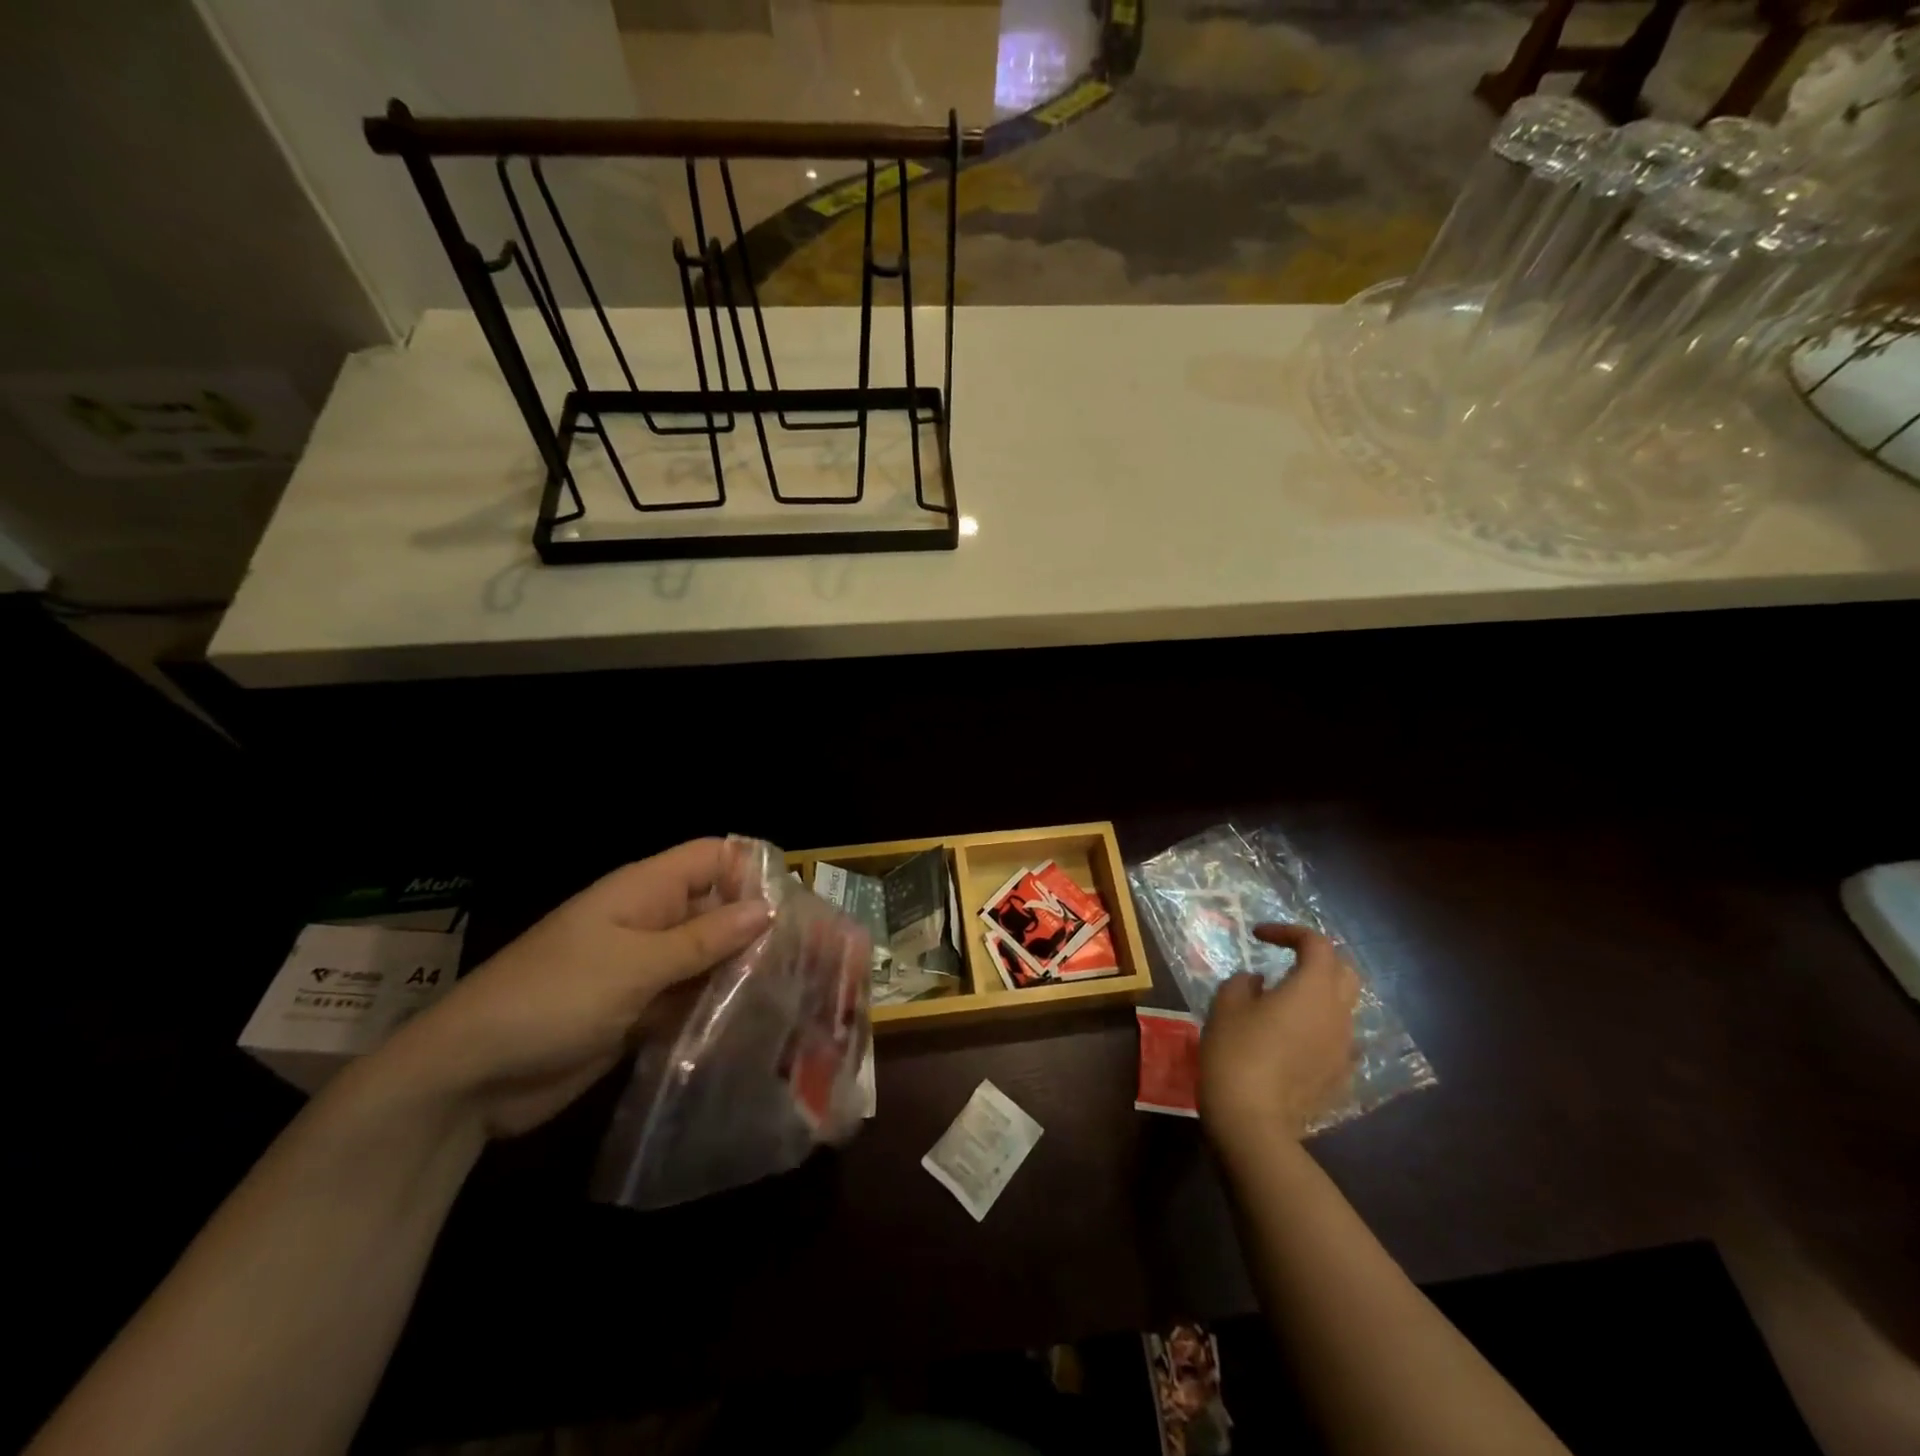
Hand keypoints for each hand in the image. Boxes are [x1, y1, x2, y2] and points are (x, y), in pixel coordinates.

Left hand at [368, 839, 773, 1138]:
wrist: (470, 1078)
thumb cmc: (552, 999)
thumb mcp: (633, 964)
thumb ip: (703, 939)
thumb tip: (767, 909)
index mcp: (644, 890)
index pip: (712, 857)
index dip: (752, 869)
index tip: (797, 903)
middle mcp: (650, 921)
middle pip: (717, 908)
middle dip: (759, 926)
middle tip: (813, 955)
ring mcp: (645, 968)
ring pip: (708, 957)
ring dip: (743, 971)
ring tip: (798, 992)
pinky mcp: (640, 1011)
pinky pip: (690, 999)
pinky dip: (718, 1008)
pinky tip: (757, 1025)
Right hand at [1199, 922, 1358, 1146]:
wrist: (1252, 1119)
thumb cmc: (1236, 1051)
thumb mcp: (1226, 1004)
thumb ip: (1244, 983)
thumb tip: (1259, 983)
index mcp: (1313, 989)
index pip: (1317, 944)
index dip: (1288, 932)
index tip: (1258, 936)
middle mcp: (1338, 1014)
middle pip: (1344, 971)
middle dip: (1317, 958)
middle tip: (1286, 959)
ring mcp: (1344, 1048)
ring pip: (1343, 1006)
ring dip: (1319, 993)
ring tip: (1285, 998)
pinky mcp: (1340, 1076)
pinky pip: (1337, 1038)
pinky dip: (1319, 1025)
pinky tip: (1292, 1036)